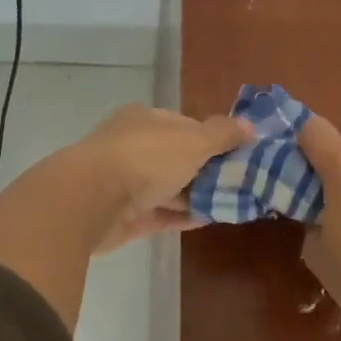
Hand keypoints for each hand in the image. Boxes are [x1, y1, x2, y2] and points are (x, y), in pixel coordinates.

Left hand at [70, 104, 249, 252]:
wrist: (91, 201)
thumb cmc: (145, 159)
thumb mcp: (193, 141)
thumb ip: (222, 134)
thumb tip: (250, 125)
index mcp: (144, 120)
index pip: (184, 125)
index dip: (212, 137)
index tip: (238, 153)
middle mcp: (132, 147)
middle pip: (177, 157)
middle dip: (207, 169)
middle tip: (241, 181)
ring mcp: (125, 183)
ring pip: (169, 187)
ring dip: (196, 195)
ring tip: (232, 203)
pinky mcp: (124, 216)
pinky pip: (161, 214)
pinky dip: (183, 216)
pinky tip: (210, 220)